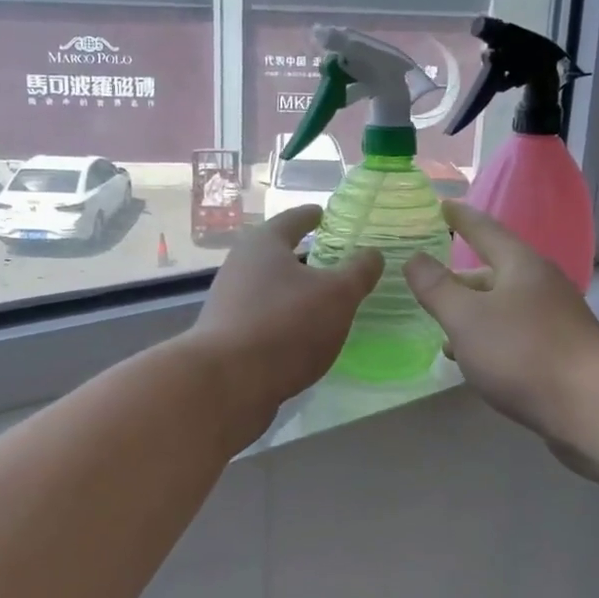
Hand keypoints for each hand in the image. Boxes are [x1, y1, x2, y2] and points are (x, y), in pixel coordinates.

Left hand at [187, 207, 382, 441]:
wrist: (227, 383)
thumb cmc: (286, 325)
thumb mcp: (337, 295)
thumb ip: (358, 271)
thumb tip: (372, 253)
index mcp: (264, 243)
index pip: (295, 219)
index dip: (314, 216)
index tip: (327, 214)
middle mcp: (241, 264)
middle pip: (279, 253)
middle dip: (308, 257)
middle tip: (338, 261)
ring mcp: (230, 301)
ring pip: (272, 287)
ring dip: (297, 291)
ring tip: (327, 301)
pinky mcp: (228, 334)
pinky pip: (265, 317)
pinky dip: (286, 319)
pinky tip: (305, 335)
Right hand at [404, 202, 598, 449]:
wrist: (592, 407)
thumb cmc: (522, 352)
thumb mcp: (466, 318)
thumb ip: (436, 287)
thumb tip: (414, 258)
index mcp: (521, 265)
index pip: (485, 230)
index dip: (461, 218)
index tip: (443, 205)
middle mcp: (543, 284)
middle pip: (495, 271)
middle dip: (461, 278)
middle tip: (431, 284)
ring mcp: (557, 319)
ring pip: (504, 306)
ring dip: (474, 313)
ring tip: (443, 329)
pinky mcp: (562, 352)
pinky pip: (516, 333)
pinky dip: (490, 337)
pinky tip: (474, 360)